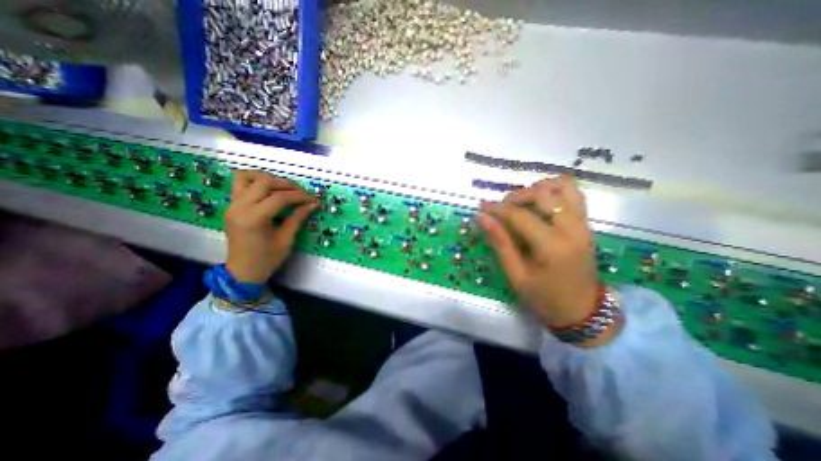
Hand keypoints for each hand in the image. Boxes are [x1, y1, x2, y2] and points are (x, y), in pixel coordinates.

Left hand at [224, 169, 317, 283]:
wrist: (242, 272)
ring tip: (283, 186)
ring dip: (267, 178)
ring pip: (246, 177)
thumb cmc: (267, 259)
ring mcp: (232, 205)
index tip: (312, 199)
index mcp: (254, 219)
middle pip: (264, 182)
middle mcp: (239, 207)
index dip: (299, 196)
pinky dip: (255, 182)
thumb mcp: (286, 240)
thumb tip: (312, 204)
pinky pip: (239, 185)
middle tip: (301, 192)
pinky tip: (268, 190)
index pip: (280, 198)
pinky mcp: (231, 206)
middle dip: (286, 185)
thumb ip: (297, 218)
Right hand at [478, 175, 600, 328]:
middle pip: (543, 194)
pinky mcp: (586, 224)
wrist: (582, 311)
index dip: (497, 209)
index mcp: (552, 246)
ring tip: (523, 202)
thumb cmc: (544, 297)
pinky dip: (555, 191)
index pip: (519, 216)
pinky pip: (574, 194)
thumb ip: (500, 243)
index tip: (481, 207)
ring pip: (564, 186)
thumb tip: (482, 218)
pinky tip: (540, 203)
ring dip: (539, 189)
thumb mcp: (516, 275)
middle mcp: (571, 229)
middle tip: (501, 208)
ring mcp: (582, 224)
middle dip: (517, 196)